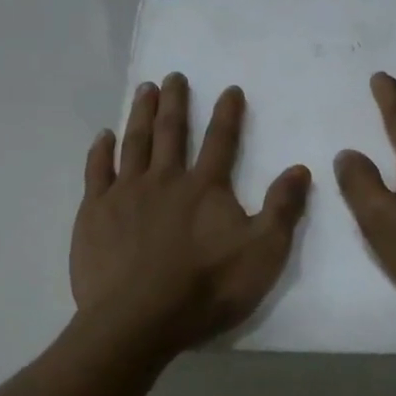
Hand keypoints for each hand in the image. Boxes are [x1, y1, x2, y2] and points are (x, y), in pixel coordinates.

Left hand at [71, 73, 310, 355]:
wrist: (139, 319)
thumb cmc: (206, 289)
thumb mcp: (262, 253)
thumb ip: (282, 209)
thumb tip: (300, 168)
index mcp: (206, 187)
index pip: (221, 140)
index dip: (227, 113)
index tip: (229, 88)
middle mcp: (165, 179)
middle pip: (171, 131)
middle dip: (175, 101)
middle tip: (173, 76)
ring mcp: (126, 193)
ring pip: (135, 142)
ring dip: (141, 113)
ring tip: (145, 89)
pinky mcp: (95, 212)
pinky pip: (97, 171)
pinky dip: (101, 150)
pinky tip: (103, 135)